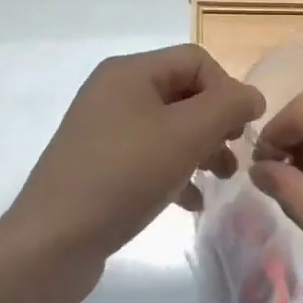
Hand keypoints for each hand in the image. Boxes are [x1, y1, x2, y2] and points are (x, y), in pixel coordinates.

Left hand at [6, 44, 264, 281]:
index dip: (226, 89)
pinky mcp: (99, 164)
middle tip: (233, 156)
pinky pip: (149, 156)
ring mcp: (103, 129)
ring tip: (220, 180)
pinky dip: (175, 171)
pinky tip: (191, 202)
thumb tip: (252, 96)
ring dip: (200, 148)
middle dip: (216, 122)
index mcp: (129, 71)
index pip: (196, 60)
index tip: (242, 131)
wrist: (51, 242)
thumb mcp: (185, 135)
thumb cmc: (123, 176)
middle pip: (182, 92)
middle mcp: (114, 91)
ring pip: (168, 127)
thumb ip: (227, 107)